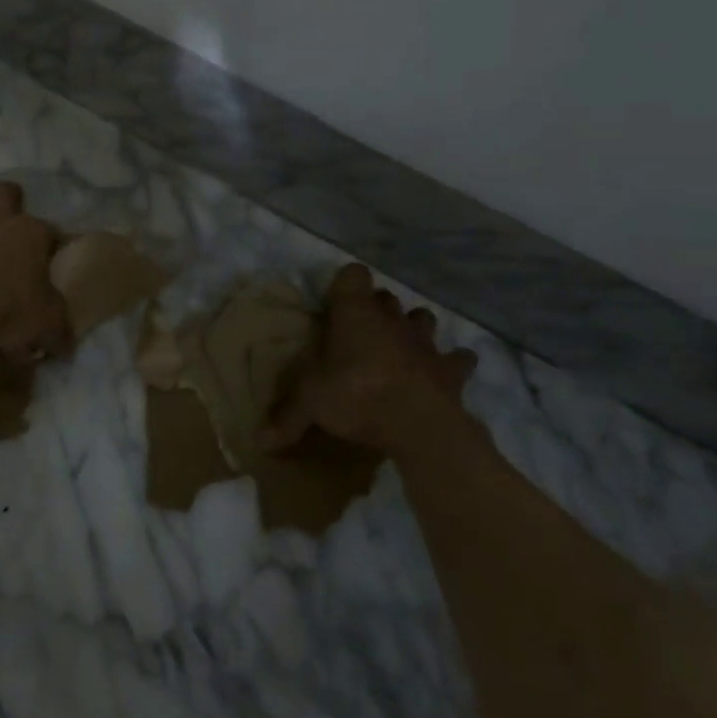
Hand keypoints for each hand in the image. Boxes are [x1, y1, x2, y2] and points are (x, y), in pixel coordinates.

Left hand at [0, 182, 70, 364]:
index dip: (51, 241)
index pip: (49, 229)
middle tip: (7, 219)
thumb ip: (58, 331)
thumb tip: (63, 345)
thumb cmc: (13, 313)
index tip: (51, 257)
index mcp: (32, 235)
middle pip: (4, 192)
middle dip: (7, 199)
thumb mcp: (50, 326)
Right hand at [263, 264, 475, 455]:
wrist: (420, 426)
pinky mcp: (451, 369)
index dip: (344, 285)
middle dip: (375, 309)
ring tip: (399, 347)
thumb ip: (286, 418)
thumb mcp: (311, 405)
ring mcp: (425, 342)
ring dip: (412, 328)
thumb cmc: (357, 397)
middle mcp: (391, 319)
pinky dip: (452, 363)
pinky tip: (442, 373)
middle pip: (385, 297)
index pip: (352, 275)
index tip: (333, 305)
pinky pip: (458, 358)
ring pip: (422, 318)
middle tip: (358, 334)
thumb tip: (258, 442)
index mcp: (355, 315)